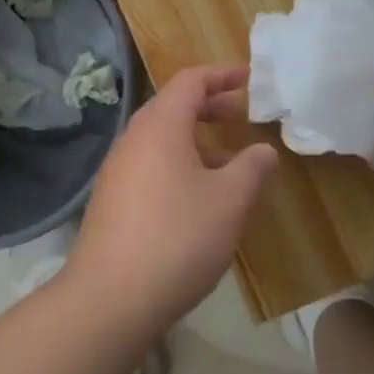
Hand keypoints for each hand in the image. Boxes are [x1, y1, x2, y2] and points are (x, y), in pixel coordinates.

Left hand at [66, 65, 278, 337]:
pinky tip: (199, 199)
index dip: (222, 75)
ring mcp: (118, 170)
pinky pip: (150, 165)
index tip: (250, 78)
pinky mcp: (112, 201)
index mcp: (160, 126)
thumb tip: (263, 151)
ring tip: (229, 163)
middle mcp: (133, 139)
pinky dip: (179, 164)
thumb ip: (252, 168)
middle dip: (210, 107)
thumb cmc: (178, 237)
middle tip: (242, 116)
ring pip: (161, 139)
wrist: (109, 299)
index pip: (191, 81)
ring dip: (196, 140)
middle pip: (173, 107)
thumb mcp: (229, 201)